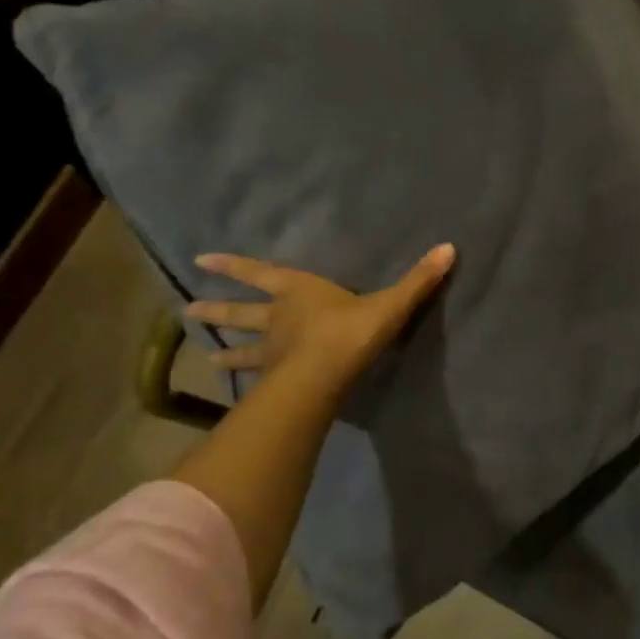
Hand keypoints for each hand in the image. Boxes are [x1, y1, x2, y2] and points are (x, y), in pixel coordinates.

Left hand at [188, 244, 455, 390]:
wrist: (325, 376)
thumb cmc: (350, 331)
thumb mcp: (390, 303)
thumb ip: (418, 280)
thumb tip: (450, 247)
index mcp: (299, 291)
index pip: (259, 273)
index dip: (232, 266)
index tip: (200, 261)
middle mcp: (279, 318)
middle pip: (242, 312)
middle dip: (218, 310)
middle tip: (189, 310)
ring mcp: (273, 352)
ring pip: (243, 347)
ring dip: (224, 348)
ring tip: (204, 353)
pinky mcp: (276, 380)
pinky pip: (256, 378)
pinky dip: (243, 380)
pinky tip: (233, 390)